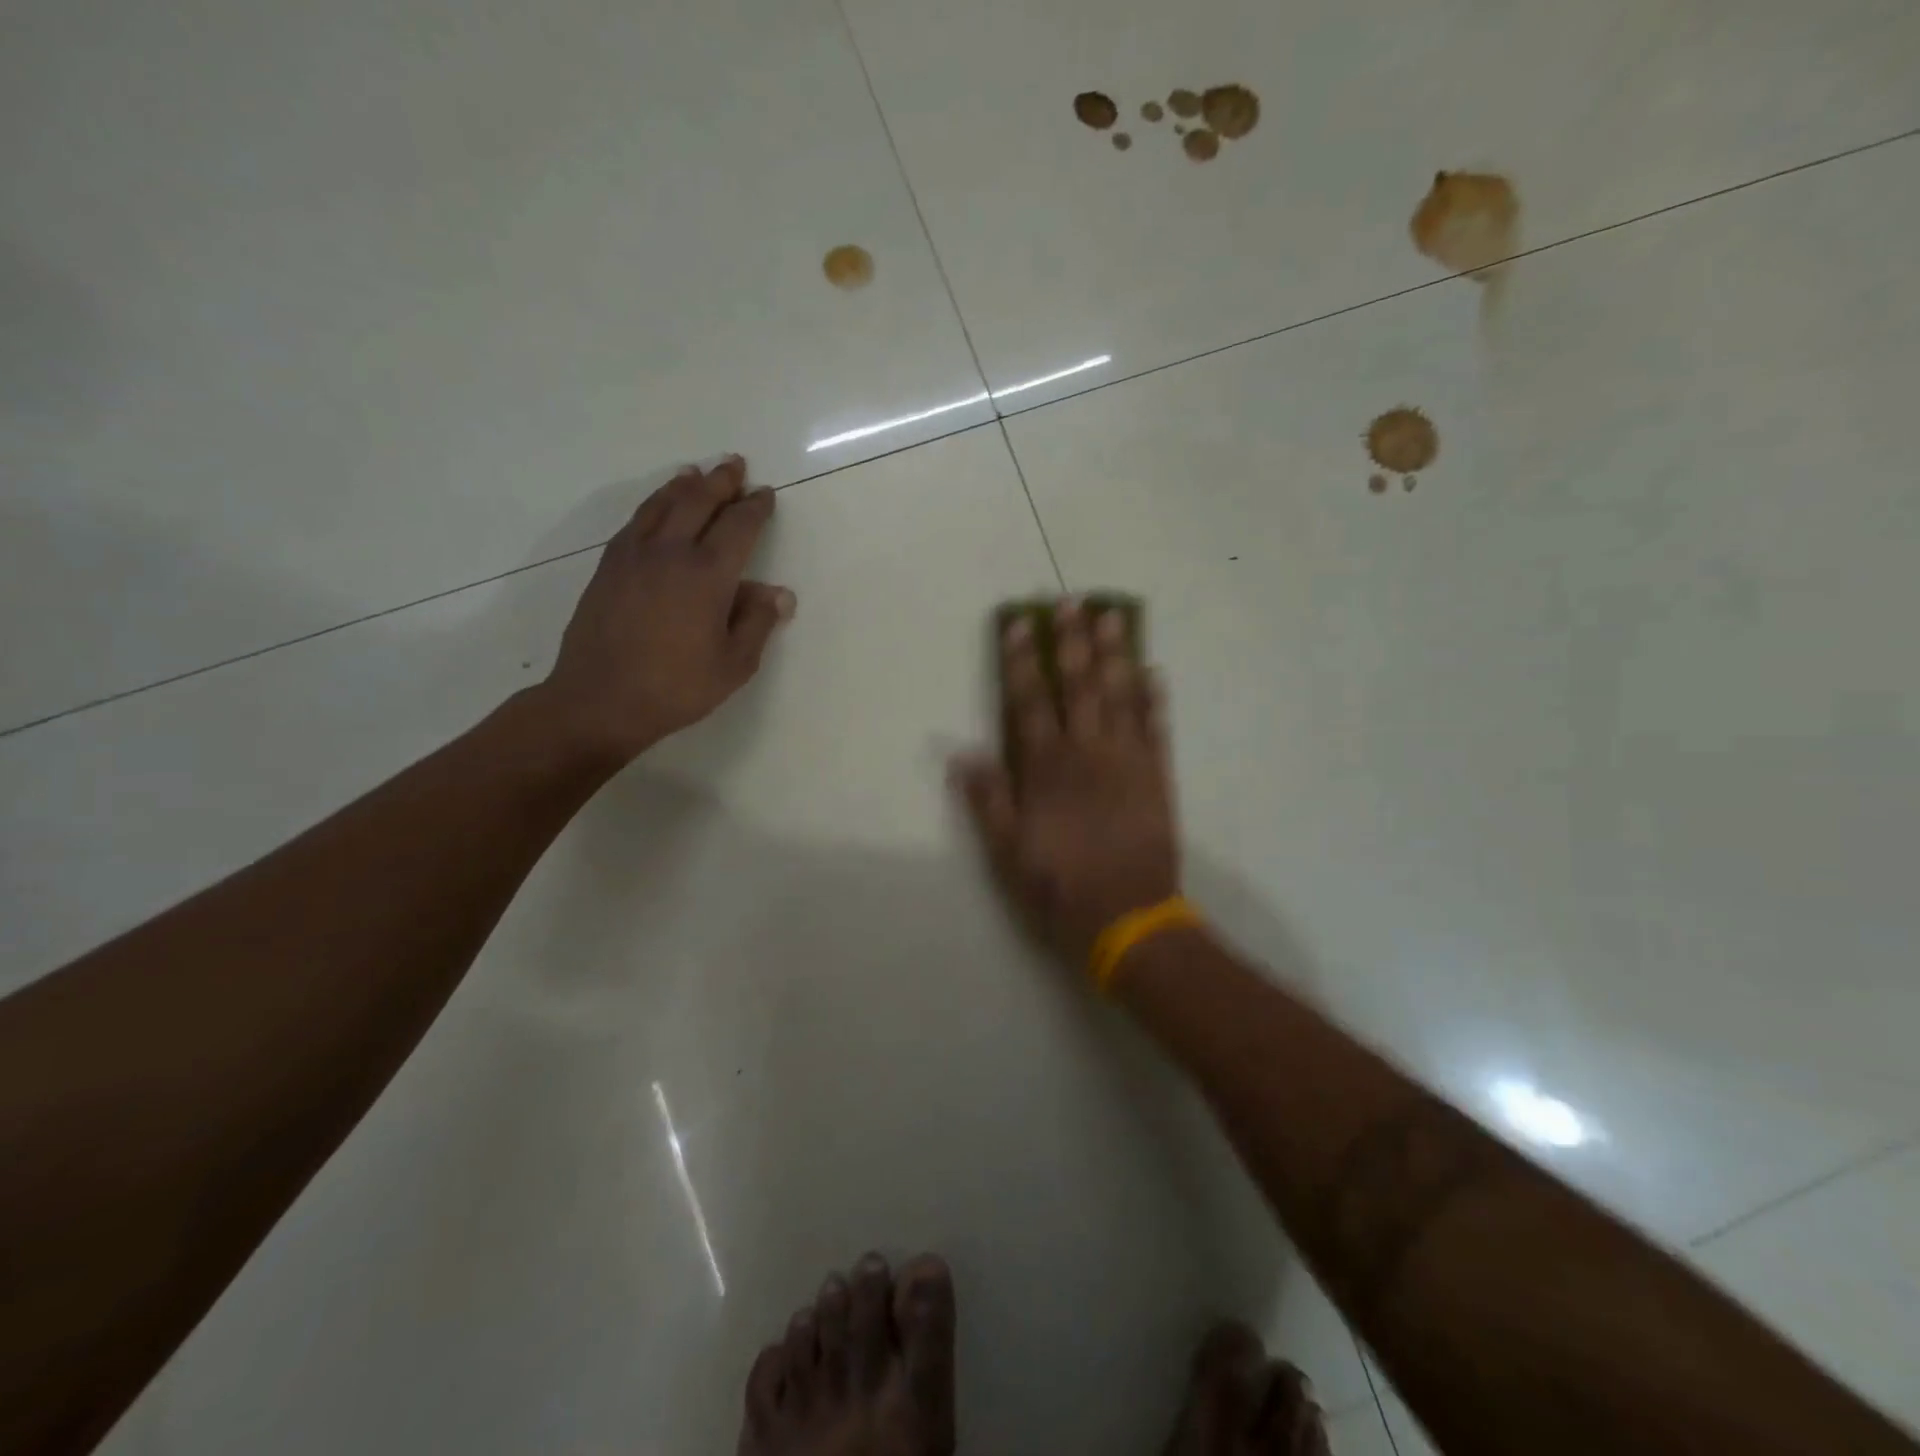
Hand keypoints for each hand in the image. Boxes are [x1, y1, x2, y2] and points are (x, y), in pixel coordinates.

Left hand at [539, 457, 794, 764]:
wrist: (600, 700)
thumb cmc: (677, 687)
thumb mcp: (734, 664)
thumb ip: (757, 623)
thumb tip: (779, 593)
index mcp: (708, 575)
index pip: (738, 527)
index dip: (754, 508)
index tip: (765, 494)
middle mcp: (670, 553)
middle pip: (698, 503)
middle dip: (721, 482)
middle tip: (735, 464)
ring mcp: (633, 556)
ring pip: (661, 505)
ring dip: (683, 486)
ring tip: (695, 473)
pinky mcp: (608, 568)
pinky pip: (635, 522)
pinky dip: (652, 505)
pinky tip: (656, 508)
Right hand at [952, 598, 1180, 967]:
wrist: (1128, 918)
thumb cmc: (1059, 887)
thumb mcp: (1007, 853)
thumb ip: (988, 800)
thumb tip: (962, 754)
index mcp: (1046, 768)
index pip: (1029, 701)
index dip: (1021, 662)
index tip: (1019, 625)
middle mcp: (1087, 752)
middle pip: (1078, 685)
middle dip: (1072, 642)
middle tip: (1070, 603)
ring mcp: (1127, 761)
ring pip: (1120, 696)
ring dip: (1115, 654)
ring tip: (1112, 617)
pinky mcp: (1158, 777)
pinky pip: (1157, 728)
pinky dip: (1155, 699)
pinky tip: (1154, 672)